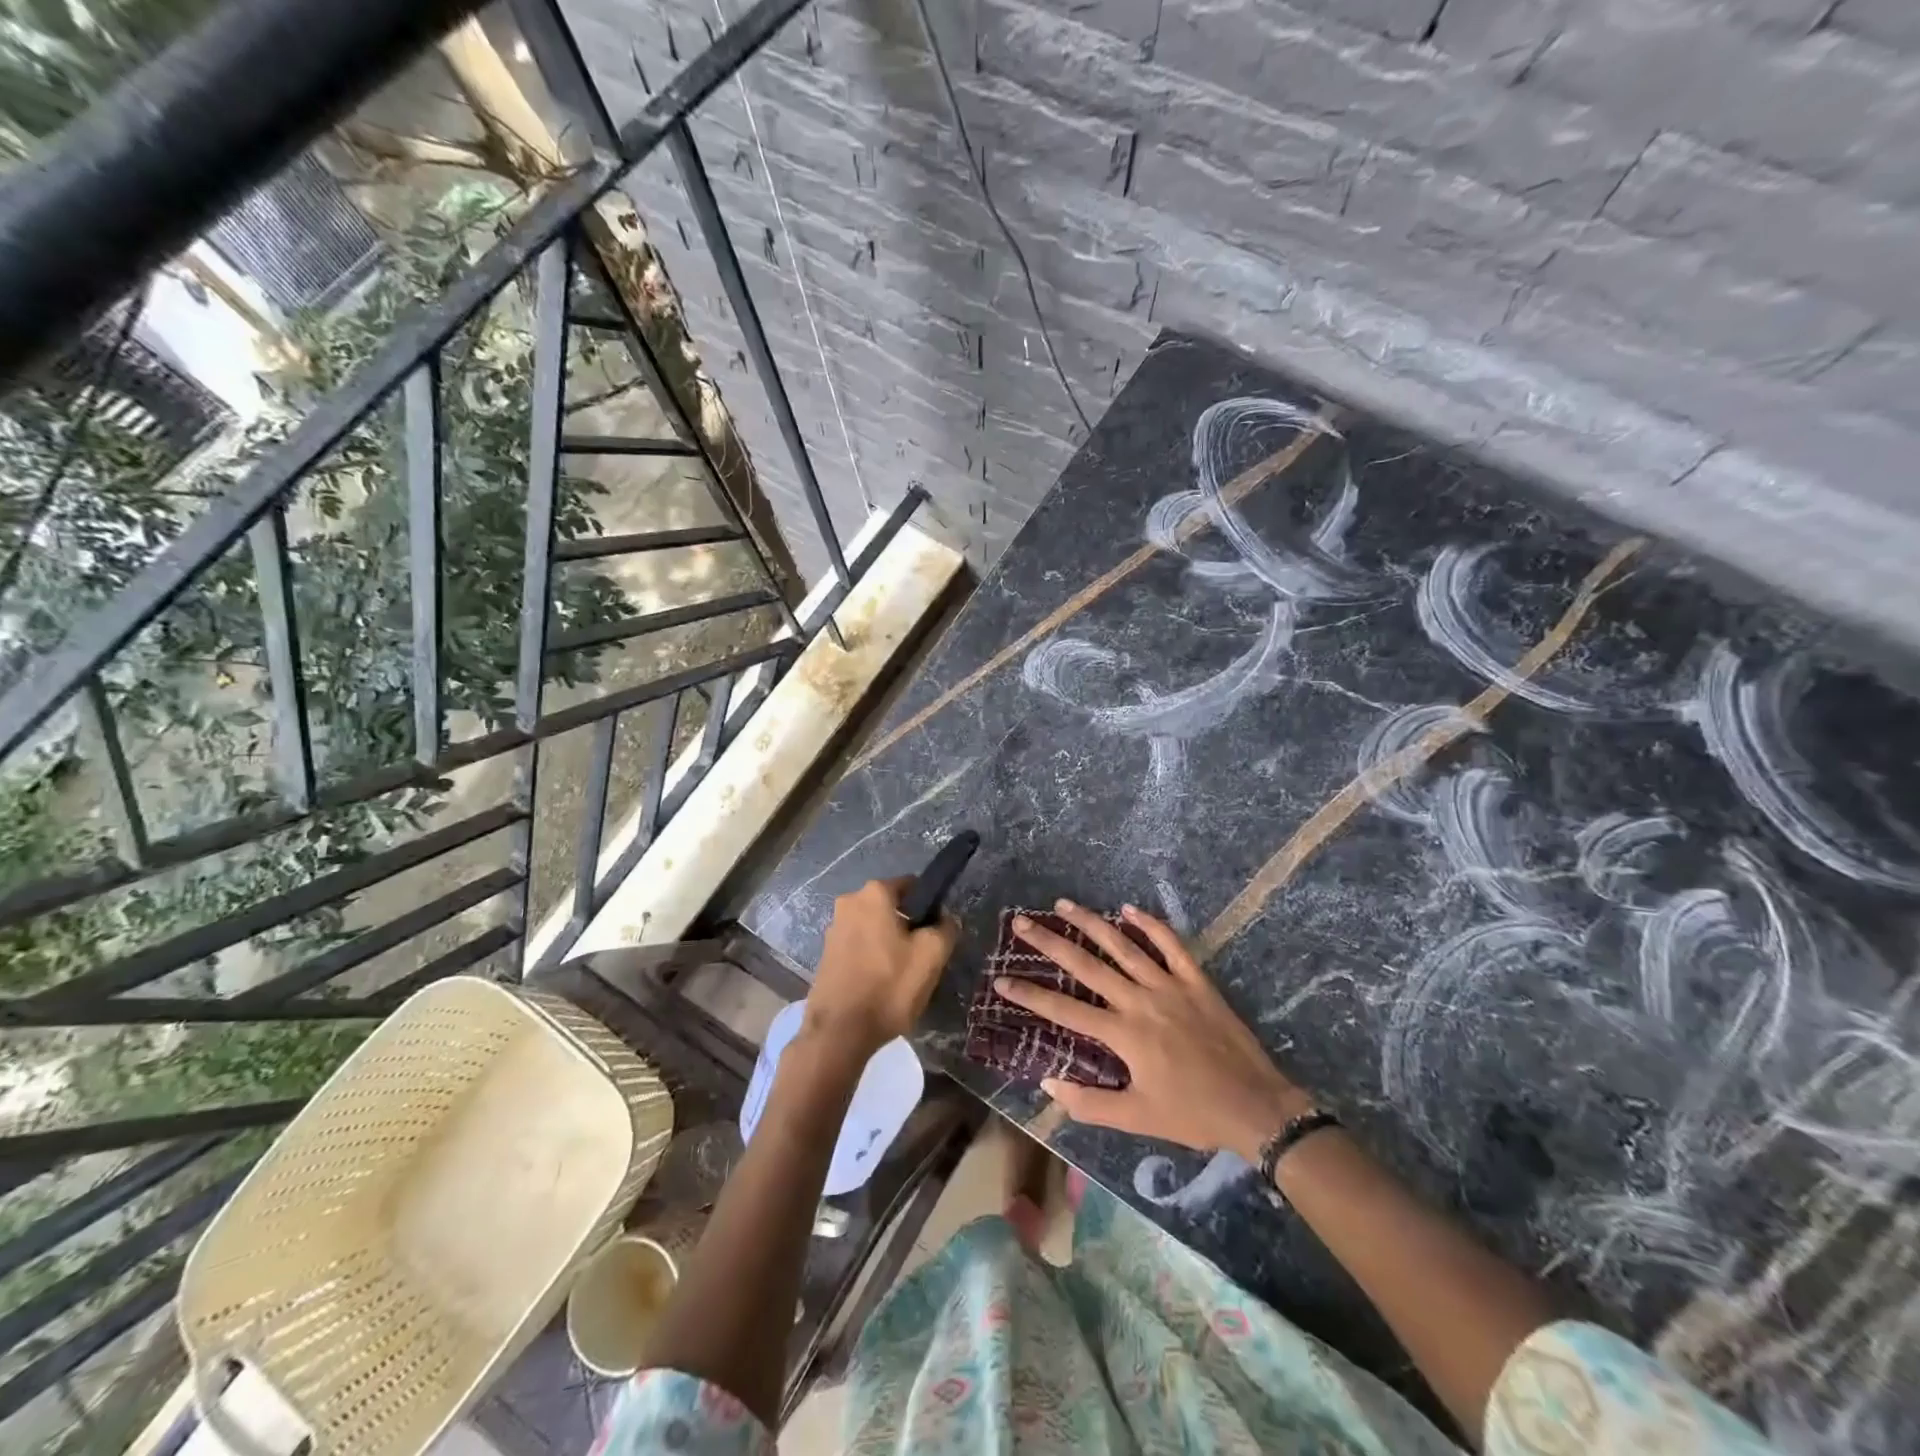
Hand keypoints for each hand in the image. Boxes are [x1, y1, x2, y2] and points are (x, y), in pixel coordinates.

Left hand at [805, 877, 958, 1058]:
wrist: (839, 1033)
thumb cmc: (888, 987)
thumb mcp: (932, 955)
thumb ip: (946, 928)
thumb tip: (946, 919)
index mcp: (874, 893)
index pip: (913, 886)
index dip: (930, 907)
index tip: (937, 933)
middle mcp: (849, 902)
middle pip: (892, 907)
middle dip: (908, 926)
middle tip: (922, 957)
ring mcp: (834, 928)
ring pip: (875, 928)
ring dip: (889, 943)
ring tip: (902, 975)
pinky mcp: (826, 954)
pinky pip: (859, 946)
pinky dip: (872, 957)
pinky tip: (881, 983)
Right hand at [995, 900, 1312, 1160]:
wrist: (1256, 1106)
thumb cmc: (1193, 1114)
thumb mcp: (1137, 1119)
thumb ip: (1090, 1104)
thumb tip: (1048, 1084)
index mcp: (1124, 1034)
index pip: (1065, 1011)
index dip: (1030, 995)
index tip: (1001, 979)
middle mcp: (1140, 1000)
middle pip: (1087, 965)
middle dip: (1050, 942)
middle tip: (1023, 921)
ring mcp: (1170, 985)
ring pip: (1124, 946)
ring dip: (1092, 923)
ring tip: (1065, 904)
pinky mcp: (1196, 980)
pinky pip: (1171, 945)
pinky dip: (1151, 925)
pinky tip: (1129, 909)